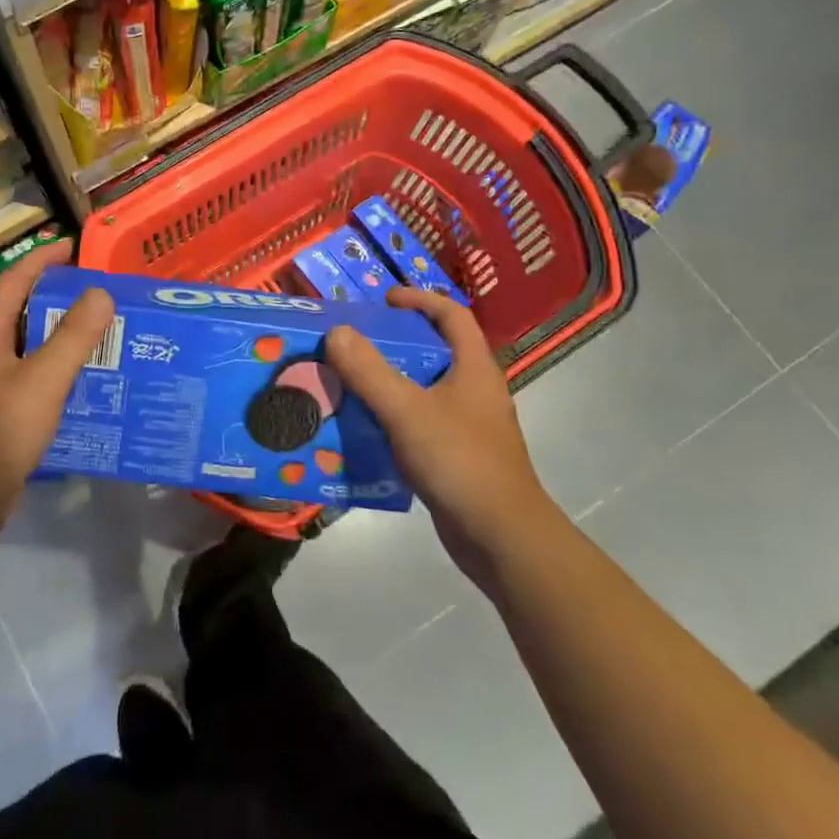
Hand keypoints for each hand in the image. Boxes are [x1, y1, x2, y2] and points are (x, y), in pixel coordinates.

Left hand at [0, 240, 114, 547]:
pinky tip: (84, 385)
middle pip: (20, 314)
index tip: (72, 247)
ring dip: (59, 337)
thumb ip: (74, 336)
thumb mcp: (43, 379)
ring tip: (101, 335)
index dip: (41, 260)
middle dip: (56, 299)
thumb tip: (99, 292)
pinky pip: (31, 380)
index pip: (12, 283)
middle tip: (98, 295)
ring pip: (27, 349)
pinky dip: (56, 372)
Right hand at [325, 288, 547, 578]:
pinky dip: (393, 418)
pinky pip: (420, 423)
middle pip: (436, 351)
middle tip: (354, 343)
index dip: (420, 299)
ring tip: (349, 382)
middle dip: (395, 342)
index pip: (452, 315)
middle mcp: (476, 391)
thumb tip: (336, 331)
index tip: (384, 300)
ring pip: (425, 390)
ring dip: (390, 382)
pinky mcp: (458, 456)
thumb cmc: (459, 461)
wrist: (501, 538)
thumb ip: (369, 370)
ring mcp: (469, 426)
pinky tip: (364, 429)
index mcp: (475, 368)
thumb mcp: (406, 410)